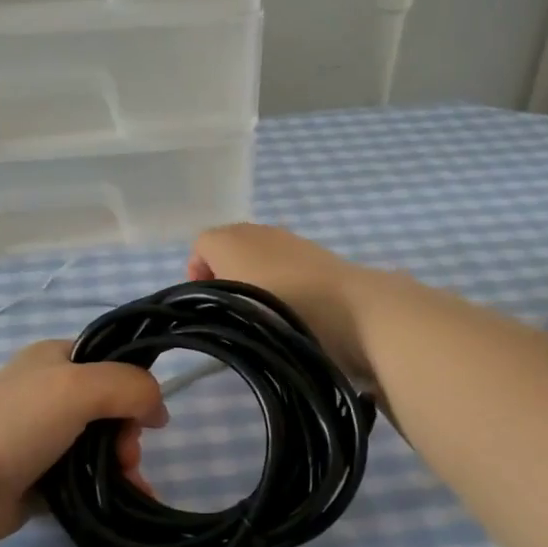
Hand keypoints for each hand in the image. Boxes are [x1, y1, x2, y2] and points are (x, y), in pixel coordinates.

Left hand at [0, 340, 167, 546]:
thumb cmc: (16, 426)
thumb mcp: (77, 388)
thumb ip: (129, 386)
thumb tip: (158, 409)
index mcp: (52, 357)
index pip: (110, 361)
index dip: (135, 386)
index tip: (148, 418)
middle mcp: (47, 391)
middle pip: (110, 406)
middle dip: (128, 433)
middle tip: (127, 457)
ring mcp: (40, 435)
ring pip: (100, 443)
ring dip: (123, 463)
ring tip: (128, 484)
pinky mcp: (37, 474)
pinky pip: (85, 474)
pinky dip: (108, 486)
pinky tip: (128, 500)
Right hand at [187, 223, 381, 378]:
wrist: (351, 309)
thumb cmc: (279, 307)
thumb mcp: (229, 305)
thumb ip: (208, 298)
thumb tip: (212, 297)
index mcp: (231, 237)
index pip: (201, 246)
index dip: (196, 273)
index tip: (203, 304)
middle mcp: (260, 231)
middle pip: (230, 248)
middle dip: (224, 276)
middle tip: (229, 311)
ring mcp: (293, 242)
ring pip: (260, 258)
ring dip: (254, 281)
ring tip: (261, 315)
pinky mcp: (319, 258)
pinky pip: (286, 268)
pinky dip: (281, 285)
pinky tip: (290, 312)